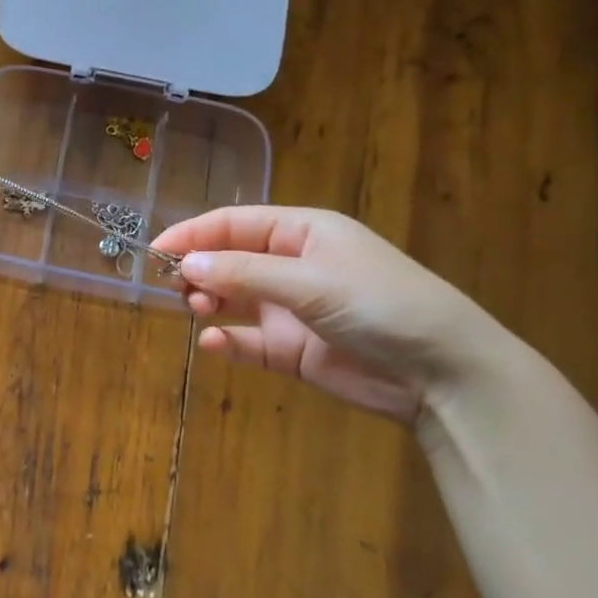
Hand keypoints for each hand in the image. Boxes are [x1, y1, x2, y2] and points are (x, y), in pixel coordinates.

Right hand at [150, 207, 509, 423]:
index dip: (194, 233)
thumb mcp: (310, 281)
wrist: (441, 373)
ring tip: (198, 310)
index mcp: (304, 232)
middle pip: (229, 260)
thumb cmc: (380, 305)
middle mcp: (293, 266)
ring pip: (233, 300)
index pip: (236, 224)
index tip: (156, 249)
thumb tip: (186, 265)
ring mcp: (291, 309)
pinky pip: (248, 341)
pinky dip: (227, 341)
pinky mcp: (292, 351)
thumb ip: (244, 273)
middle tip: (177, 288)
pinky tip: (213, 344)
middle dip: (199, 270)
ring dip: (210, 302)